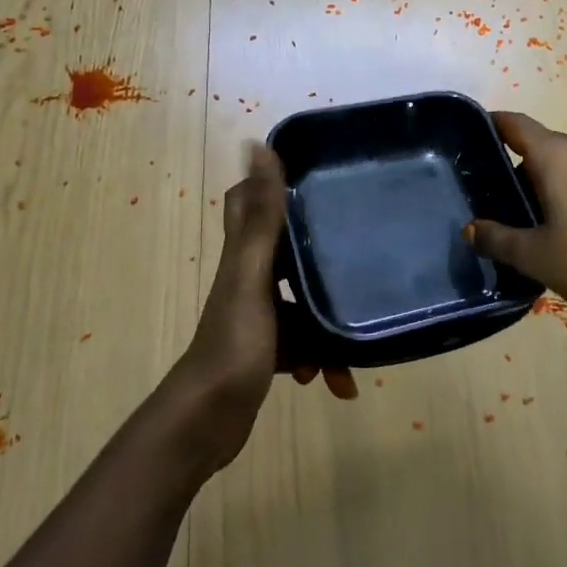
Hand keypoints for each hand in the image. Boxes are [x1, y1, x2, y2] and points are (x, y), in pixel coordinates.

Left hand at [163, 145, 354, 473]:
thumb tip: (256, 145)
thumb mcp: (253, 275)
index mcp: (244, 256)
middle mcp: (249, 279)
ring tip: (353, 347)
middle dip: (320, 257)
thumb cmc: (234, 344)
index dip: (274, 186)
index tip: (314, 178)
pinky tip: (336, 383)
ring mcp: (258, 317)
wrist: (208, 421)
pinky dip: (321, 359)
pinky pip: (304, 344)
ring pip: (303, 304)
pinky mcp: (267, 351)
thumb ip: (261, 216)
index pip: (250, 203)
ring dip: (328, 325)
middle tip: (358, 252)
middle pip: (288, 253)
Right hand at [466, 111, 566, 322]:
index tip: (468, 135)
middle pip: (539, 148)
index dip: (491, 125)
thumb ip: (497, 239)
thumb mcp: (534, 255)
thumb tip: (469, 230)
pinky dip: (563, 196)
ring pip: (562, 168)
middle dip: (512, 168)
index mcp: (558, 155)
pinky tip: (555, 230)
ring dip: (539, 186)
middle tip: (487, 196)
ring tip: (518, 220)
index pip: (516, 125)